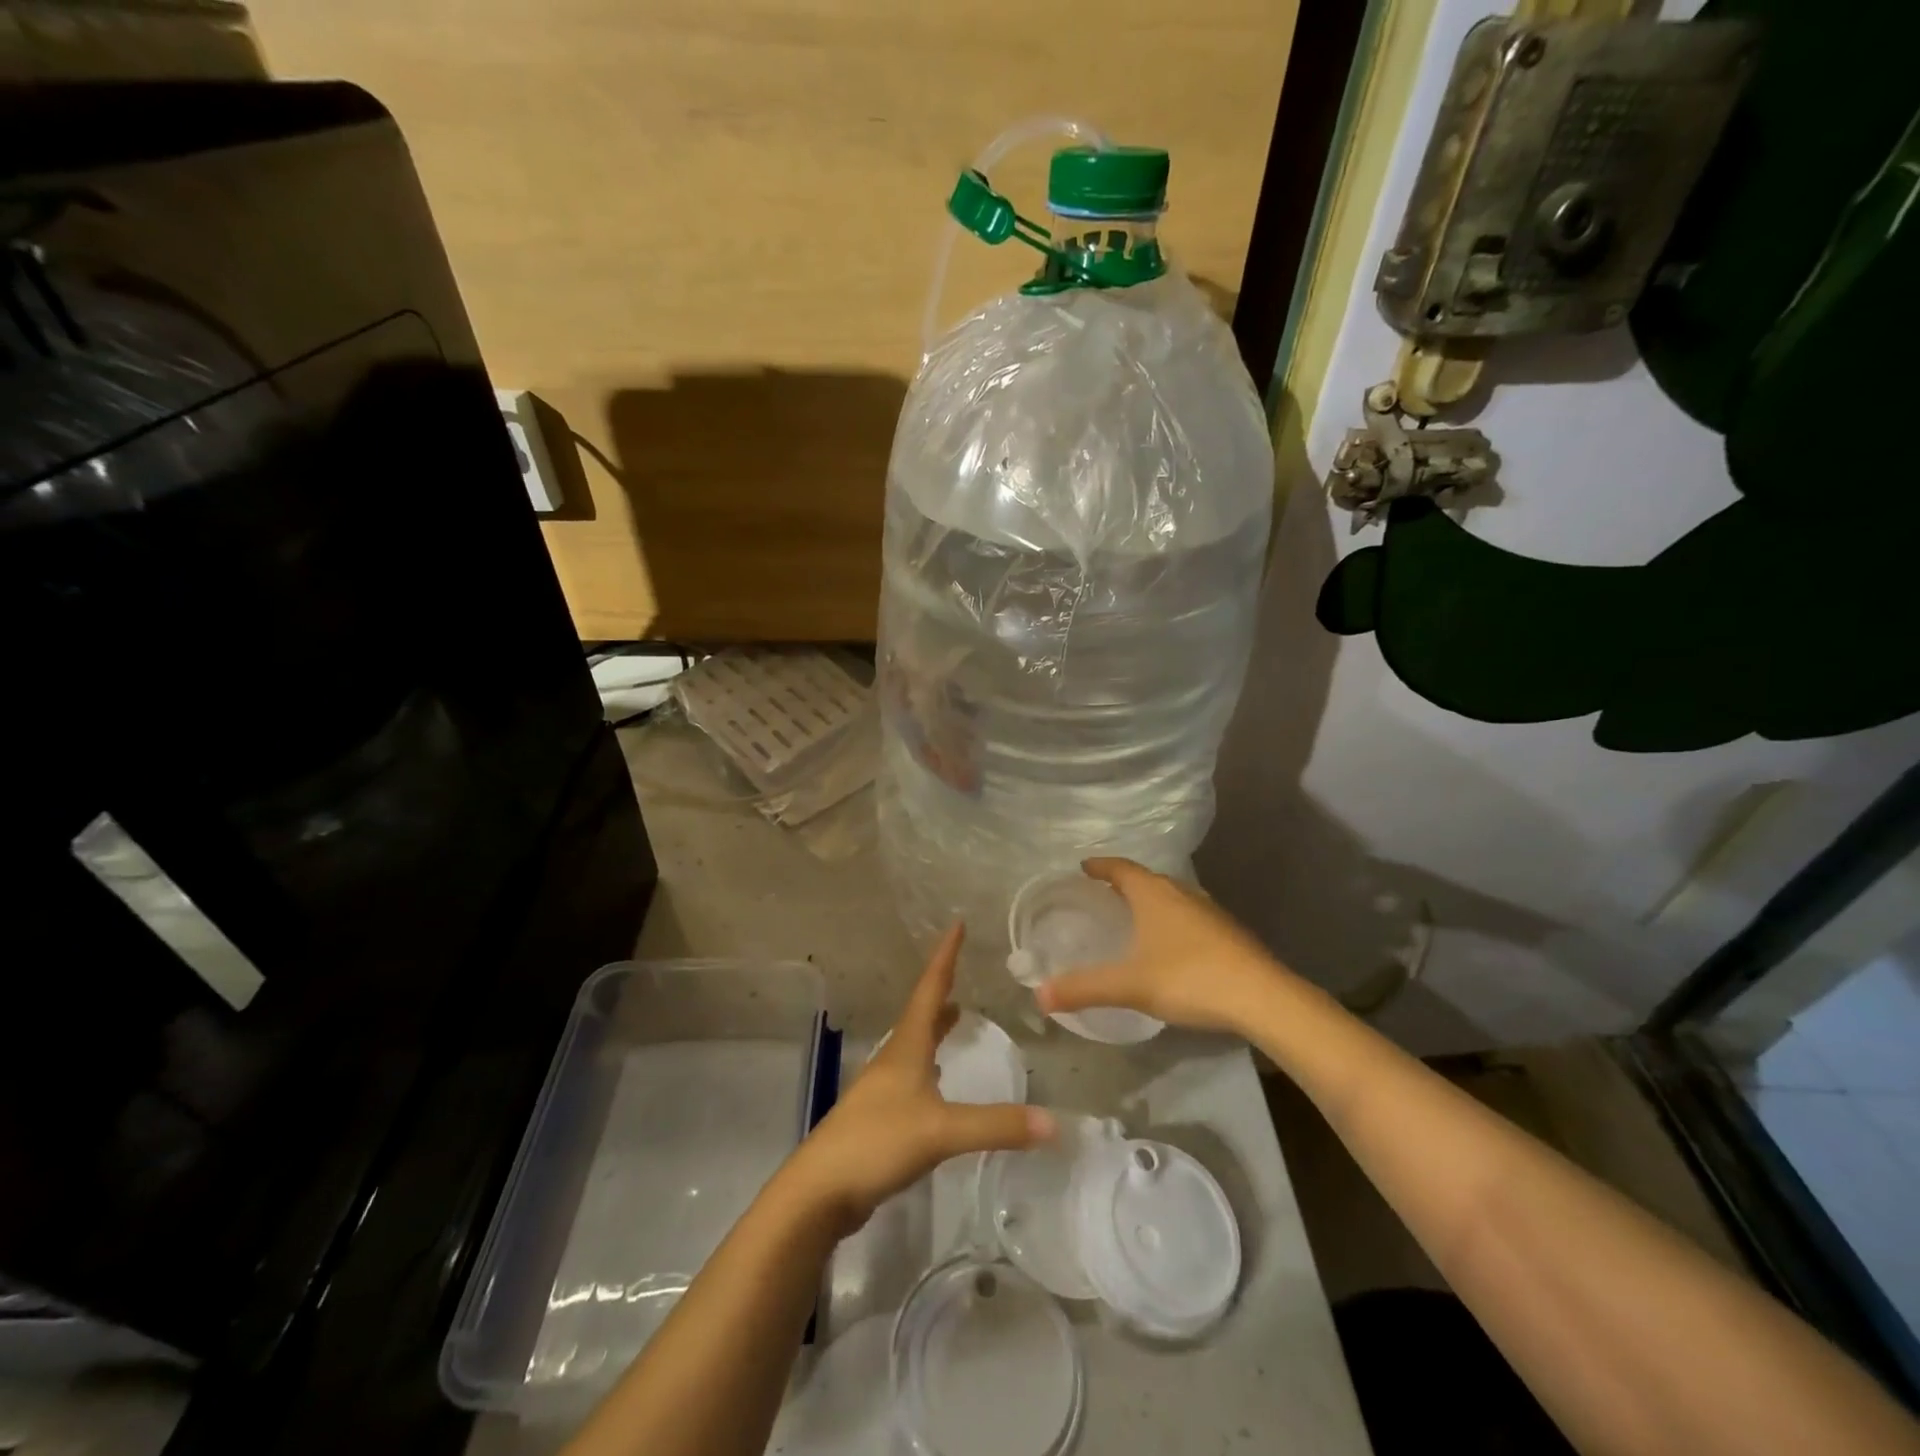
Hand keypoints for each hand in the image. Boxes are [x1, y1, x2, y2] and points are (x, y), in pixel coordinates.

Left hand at [785, 923, 1053, 1236]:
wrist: (820, 1190)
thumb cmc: (877, 1142)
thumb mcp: (941, 1132)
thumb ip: (996, 1125)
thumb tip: (1053, 1122)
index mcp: (906, 1047)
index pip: (930, 990)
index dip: (945, 957)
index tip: (956, 924)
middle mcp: (894, 1059)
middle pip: (920, 1013)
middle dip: (942, 990)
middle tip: (961, 970)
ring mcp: (883, 1088)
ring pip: (915, 1044)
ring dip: (935, 1026)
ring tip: (955, 1015)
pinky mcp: (881, 1117)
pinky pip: (913, 1076)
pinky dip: (930, 1063)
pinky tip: (936, 1079)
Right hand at [1033, 857, 1293, 1035]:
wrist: (1262, 998)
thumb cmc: (1189, 978)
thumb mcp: (1130, 985)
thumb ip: (1084, 988)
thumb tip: (1039, 995)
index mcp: (1154, 894)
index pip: (1121, 868)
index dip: (1101, 866)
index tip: (1084, 866)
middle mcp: (1181, 893)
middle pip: (1147, 879)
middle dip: (1124, 883)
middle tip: (1104, 893)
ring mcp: (1209, 911)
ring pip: (1172, 896)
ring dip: (1151, 900)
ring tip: (1135, 916)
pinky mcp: (1228, 933)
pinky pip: (1190, 916)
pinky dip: (1172, 920)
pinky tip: (1172, 945)